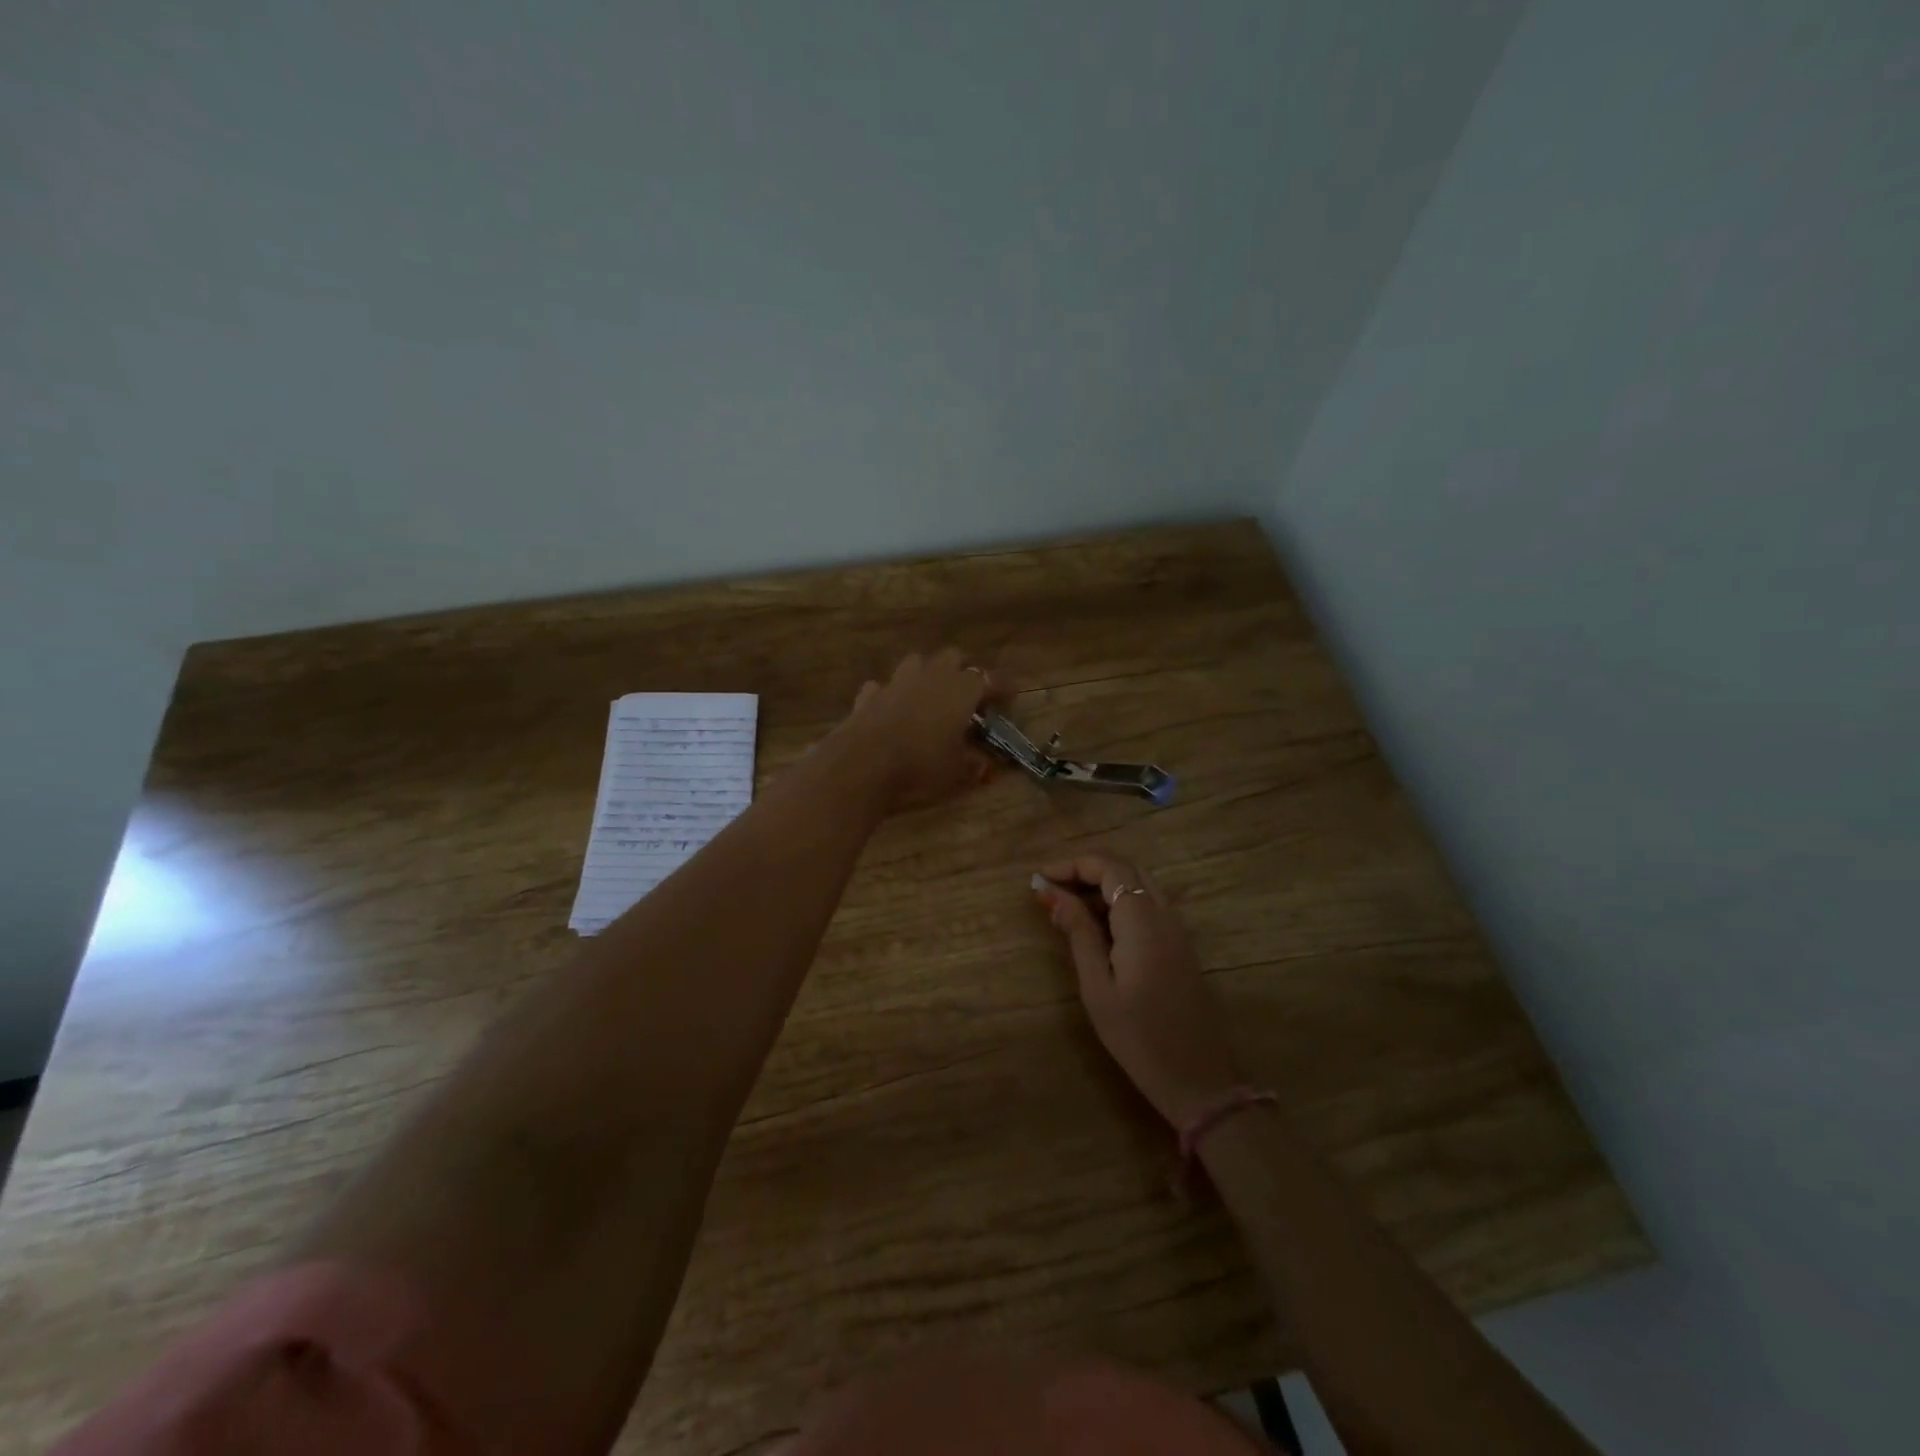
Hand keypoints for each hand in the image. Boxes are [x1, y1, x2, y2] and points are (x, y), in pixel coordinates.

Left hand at [837, 649, 998, 813]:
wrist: (861, 766)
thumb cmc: (920, 767)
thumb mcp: (957, 773)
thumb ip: (975, 765)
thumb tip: (986, 765)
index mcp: (961, 690)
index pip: (990, 680)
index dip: (1002, 687)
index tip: (1011, 695)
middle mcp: (930, 677)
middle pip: (953, 658)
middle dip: (963, 672)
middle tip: (969, 696)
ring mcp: (896, 682)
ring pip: (917, 663)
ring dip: (926, 674)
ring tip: (930, 696)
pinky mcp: (868, 696)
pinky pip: (883, 686)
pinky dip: (890, 695)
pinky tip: (891, 709)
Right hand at [1035, 852, 1240, 1127]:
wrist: (1198, 1078)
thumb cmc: (1137, 1036)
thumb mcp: (1097, 987)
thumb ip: (1078, 933)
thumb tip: (1053, 895)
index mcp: (1143, 921)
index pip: (1109, 867)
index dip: (1072, 864)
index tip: (1041, 879)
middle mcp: (1165, 915)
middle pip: (1126, 869)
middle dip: (1087, 870)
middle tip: (1052, 889)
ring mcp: (1178, 929)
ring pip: (1140, 884)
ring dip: (1104, 884)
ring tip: (1067, 906)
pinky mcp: (1181, 945)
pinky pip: (1150, 904)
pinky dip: (1121, 901)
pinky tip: (1098, 926)